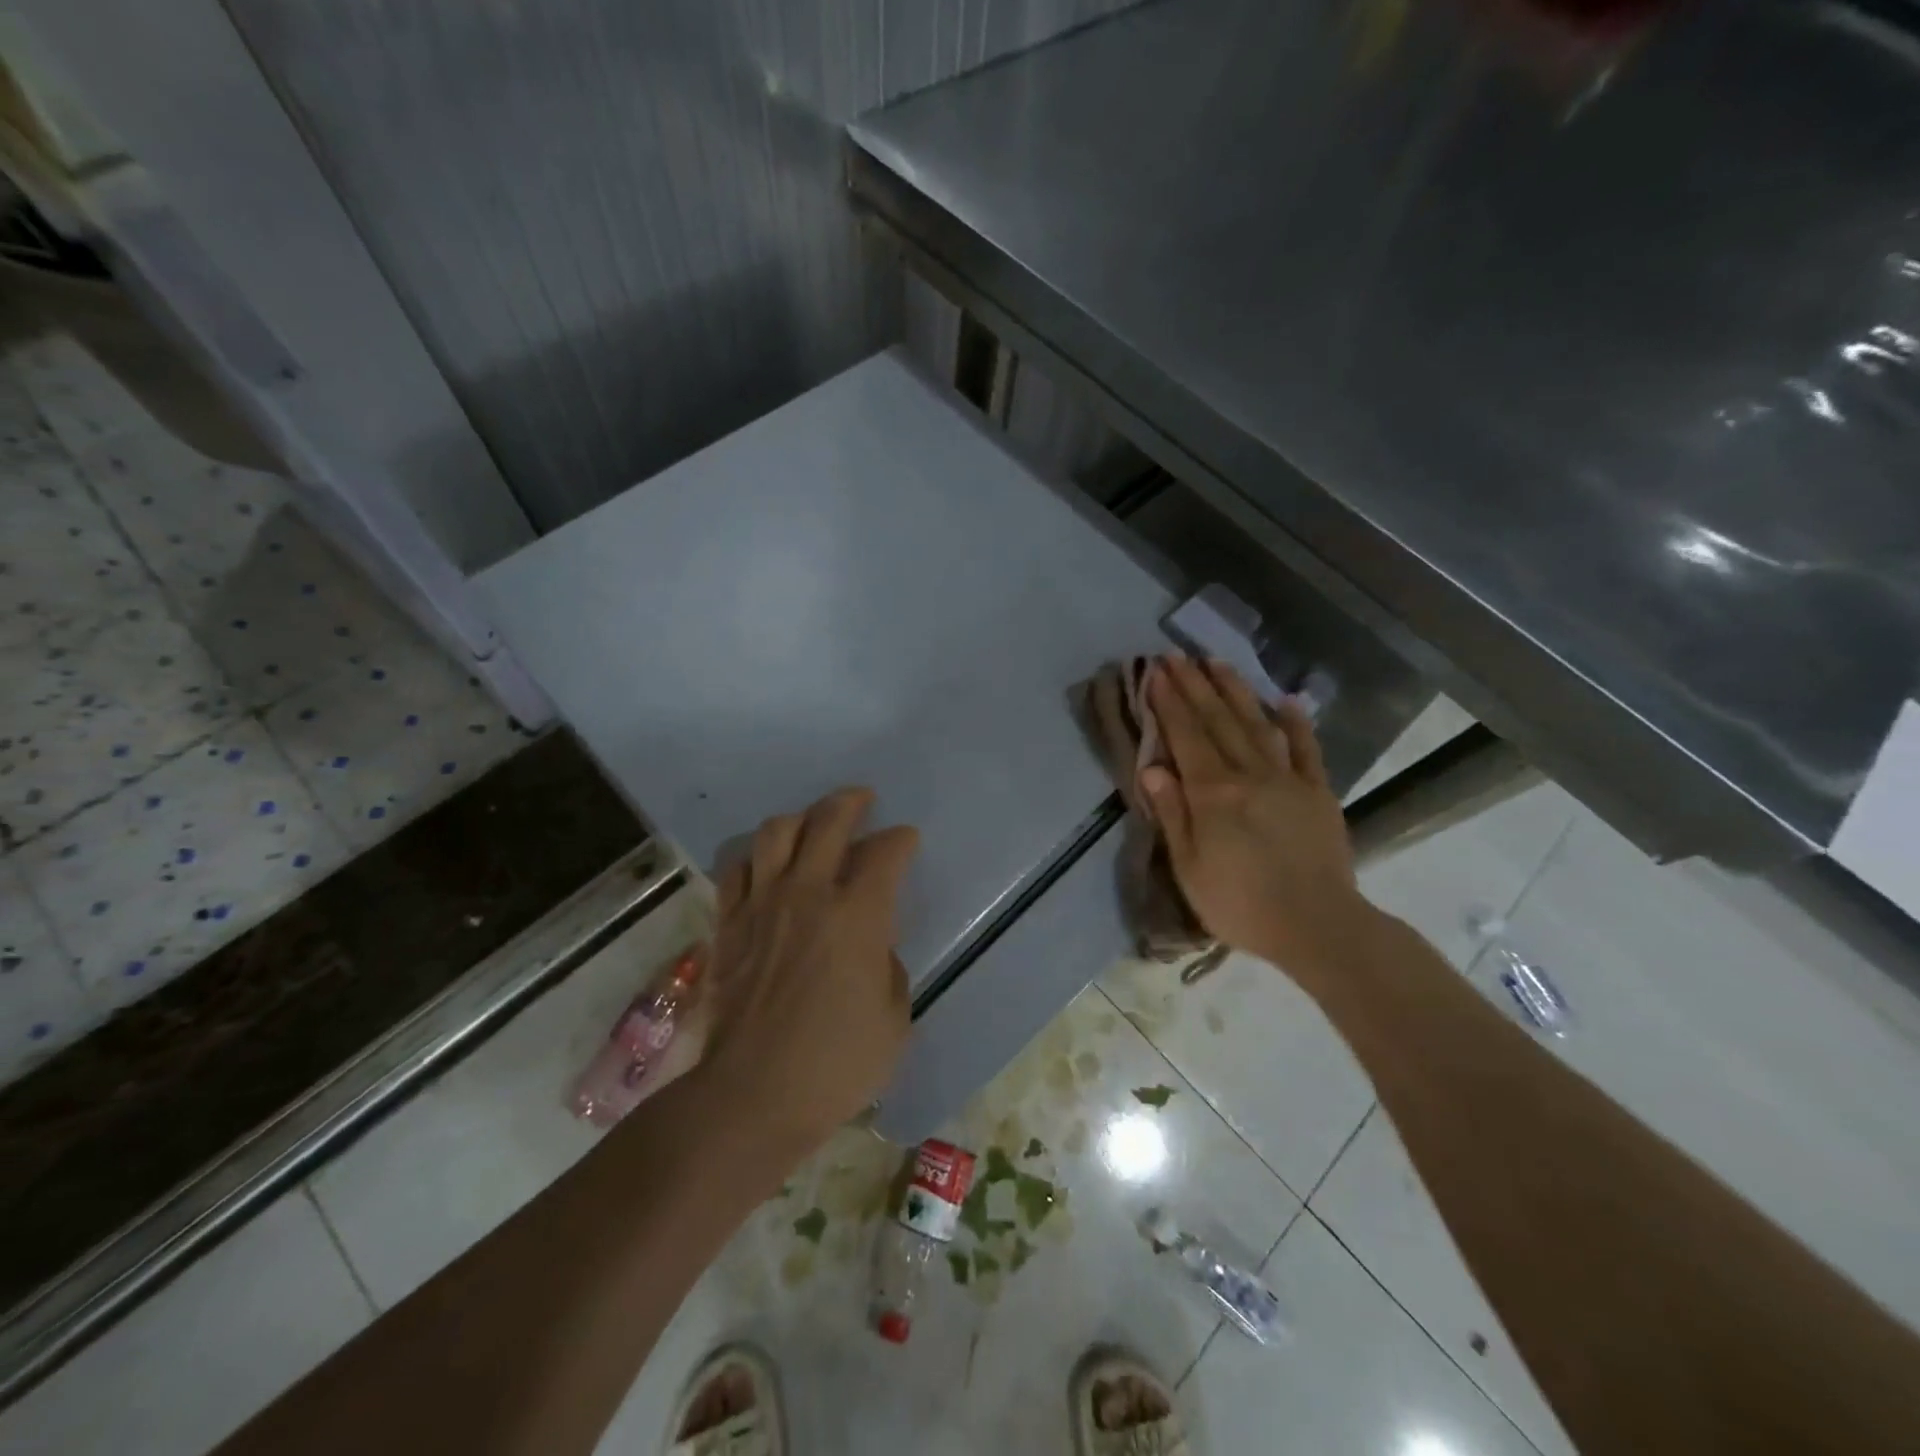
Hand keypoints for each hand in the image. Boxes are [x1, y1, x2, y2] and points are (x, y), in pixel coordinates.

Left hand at [698, 787, 918, 1155]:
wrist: (752, 1094)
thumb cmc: (836, 1063)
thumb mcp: (894, 1017)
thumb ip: (887, 965)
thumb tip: (871, 945)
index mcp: (858, 914)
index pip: (885, 852)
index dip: (901, 839)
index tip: (907, 840)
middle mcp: (808, 893)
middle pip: (828, 821)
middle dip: (851, 802)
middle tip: (862, 800)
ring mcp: (762, 904)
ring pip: (775, 832)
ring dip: (800, 818)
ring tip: (812, 824)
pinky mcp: (729, 923)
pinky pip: (736, 868)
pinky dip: (754, 855)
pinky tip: (765, 862)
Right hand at [1141, 656, 1374, 975]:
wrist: (1318, 927)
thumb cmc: (1241, 904)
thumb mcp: (1189, 868)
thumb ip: (1172, 813)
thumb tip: (1152, 767)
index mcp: (1213, 793)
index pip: (1185, 736)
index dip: (1169, 703)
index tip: (1155, 672)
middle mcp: (1249, 774)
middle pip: (1217, 721)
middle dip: (1195, 686)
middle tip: (1177, 655)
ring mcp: (1288, 779)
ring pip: (1257, 724)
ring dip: (1235, 691)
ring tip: (1217, 662)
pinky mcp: (1318, 792)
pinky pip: (1307, 750)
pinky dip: (1297, 723)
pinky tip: (1287, 700)